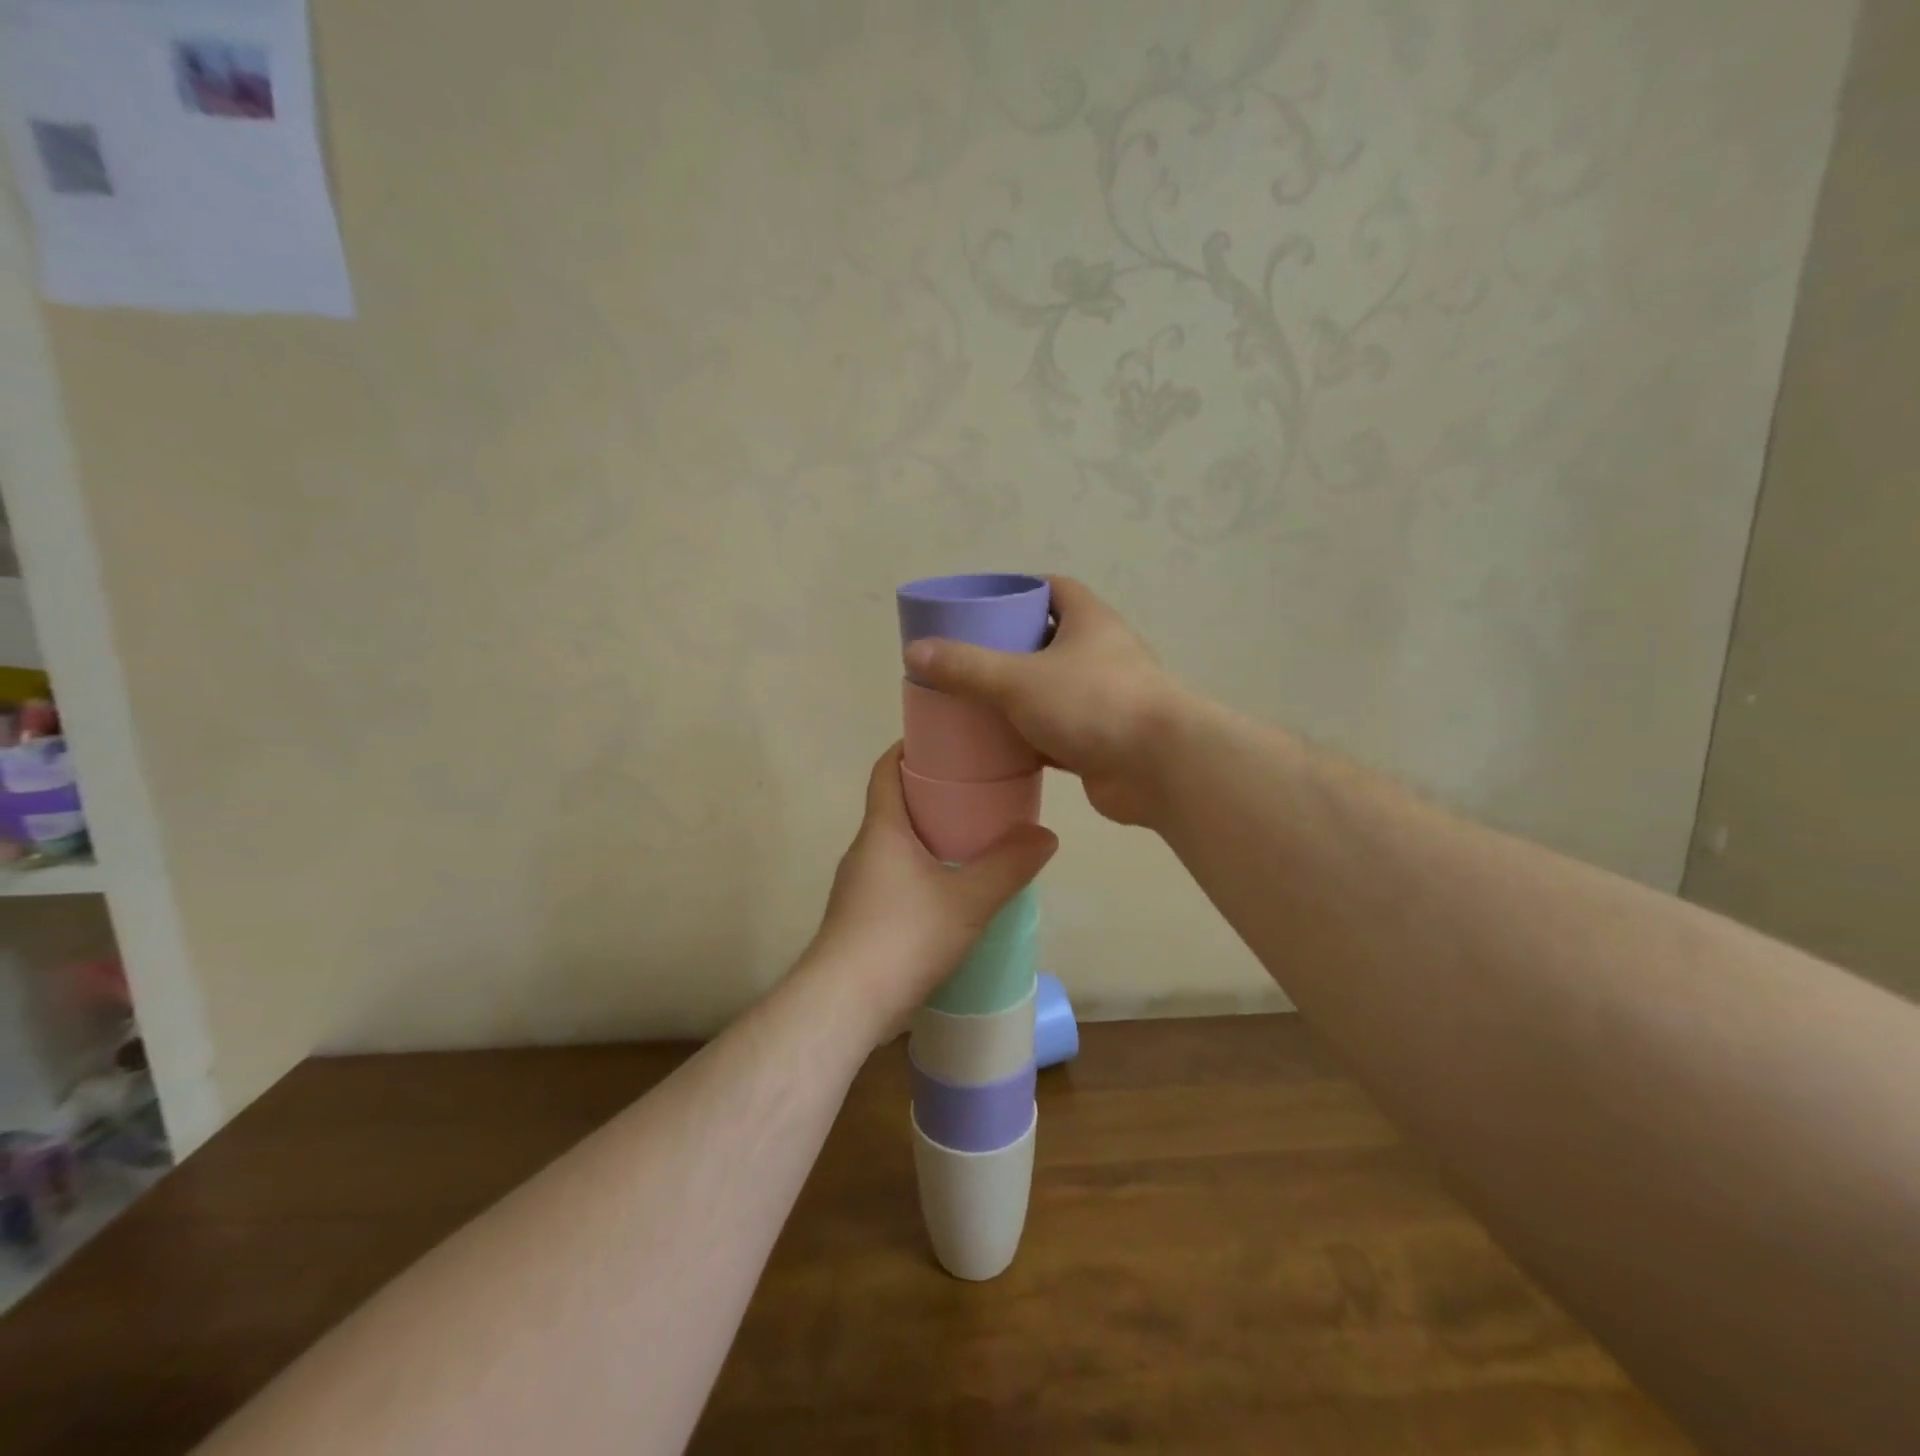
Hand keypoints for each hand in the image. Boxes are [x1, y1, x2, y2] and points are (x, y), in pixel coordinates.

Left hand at [803, 744, 1056, 1034]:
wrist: (844, 1003)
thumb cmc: (903, 935)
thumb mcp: (968, 900)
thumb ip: (1009, 866)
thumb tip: (1045, 835)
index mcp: (882, 829)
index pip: (886, 770)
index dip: (908, 750)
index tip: (943, 742)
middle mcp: (863, 851)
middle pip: (894, 807)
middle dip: (931, 796)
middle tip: (977, 795)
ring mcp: (857, 887)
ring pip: (894, 847)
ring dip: (927, 839)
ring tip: (972, 843)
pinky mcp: (859, 920)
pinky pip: (893, 879)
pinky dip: (920, 873)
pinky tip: (950, 895)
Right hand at [903, 576, 1184, 826]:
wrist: (1160, 768)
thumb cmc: (1093, 703)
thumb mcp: (1019, 679)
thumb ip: (966, 666)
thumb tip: (914, 652)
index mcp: (1089, 621)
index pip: (1053, 589)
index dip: (1018, 591)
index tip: (981, 605)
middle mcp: (1100, 654)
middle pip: (1047, 641)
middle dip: (1008, 648)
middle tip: (964, 658)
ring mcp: (1102, 699)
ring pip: (1050, 690)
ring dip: (1017, 696)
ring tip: (971, 702)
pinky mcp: (1100, 740)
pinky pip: (1054, 732)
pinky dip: (1028, 738)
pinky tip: (995, 746)